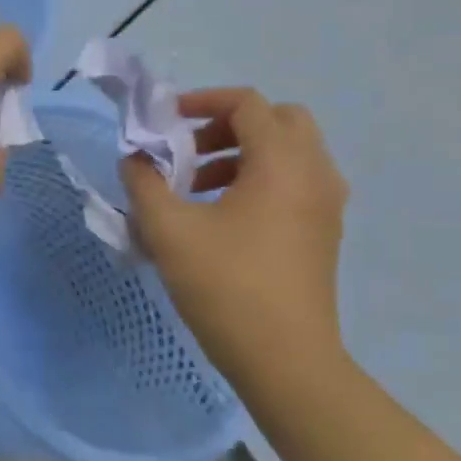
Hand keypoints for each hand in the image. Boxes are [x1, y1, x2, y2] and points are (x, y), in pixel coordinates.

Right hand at [120, 88, 349, 380]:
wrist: (284, 359)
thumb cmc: (225, 285)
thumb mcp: (167, 229)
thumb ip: (143, 182)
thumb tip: (135, 159)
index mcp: (281, 163)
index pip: (249, 104)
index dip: (203, 101)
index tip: (166, 122)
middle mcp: (314, 174)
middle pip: (279, 121)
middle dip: (228, 125)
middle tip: (189, 150)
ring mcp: (325, 205)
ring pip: (288, 153)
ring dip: (241, 154)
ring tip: (195, 188)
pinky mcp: (323, 233)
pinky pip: (294, 183)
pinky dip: (258, 180)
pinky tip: (221, 218)